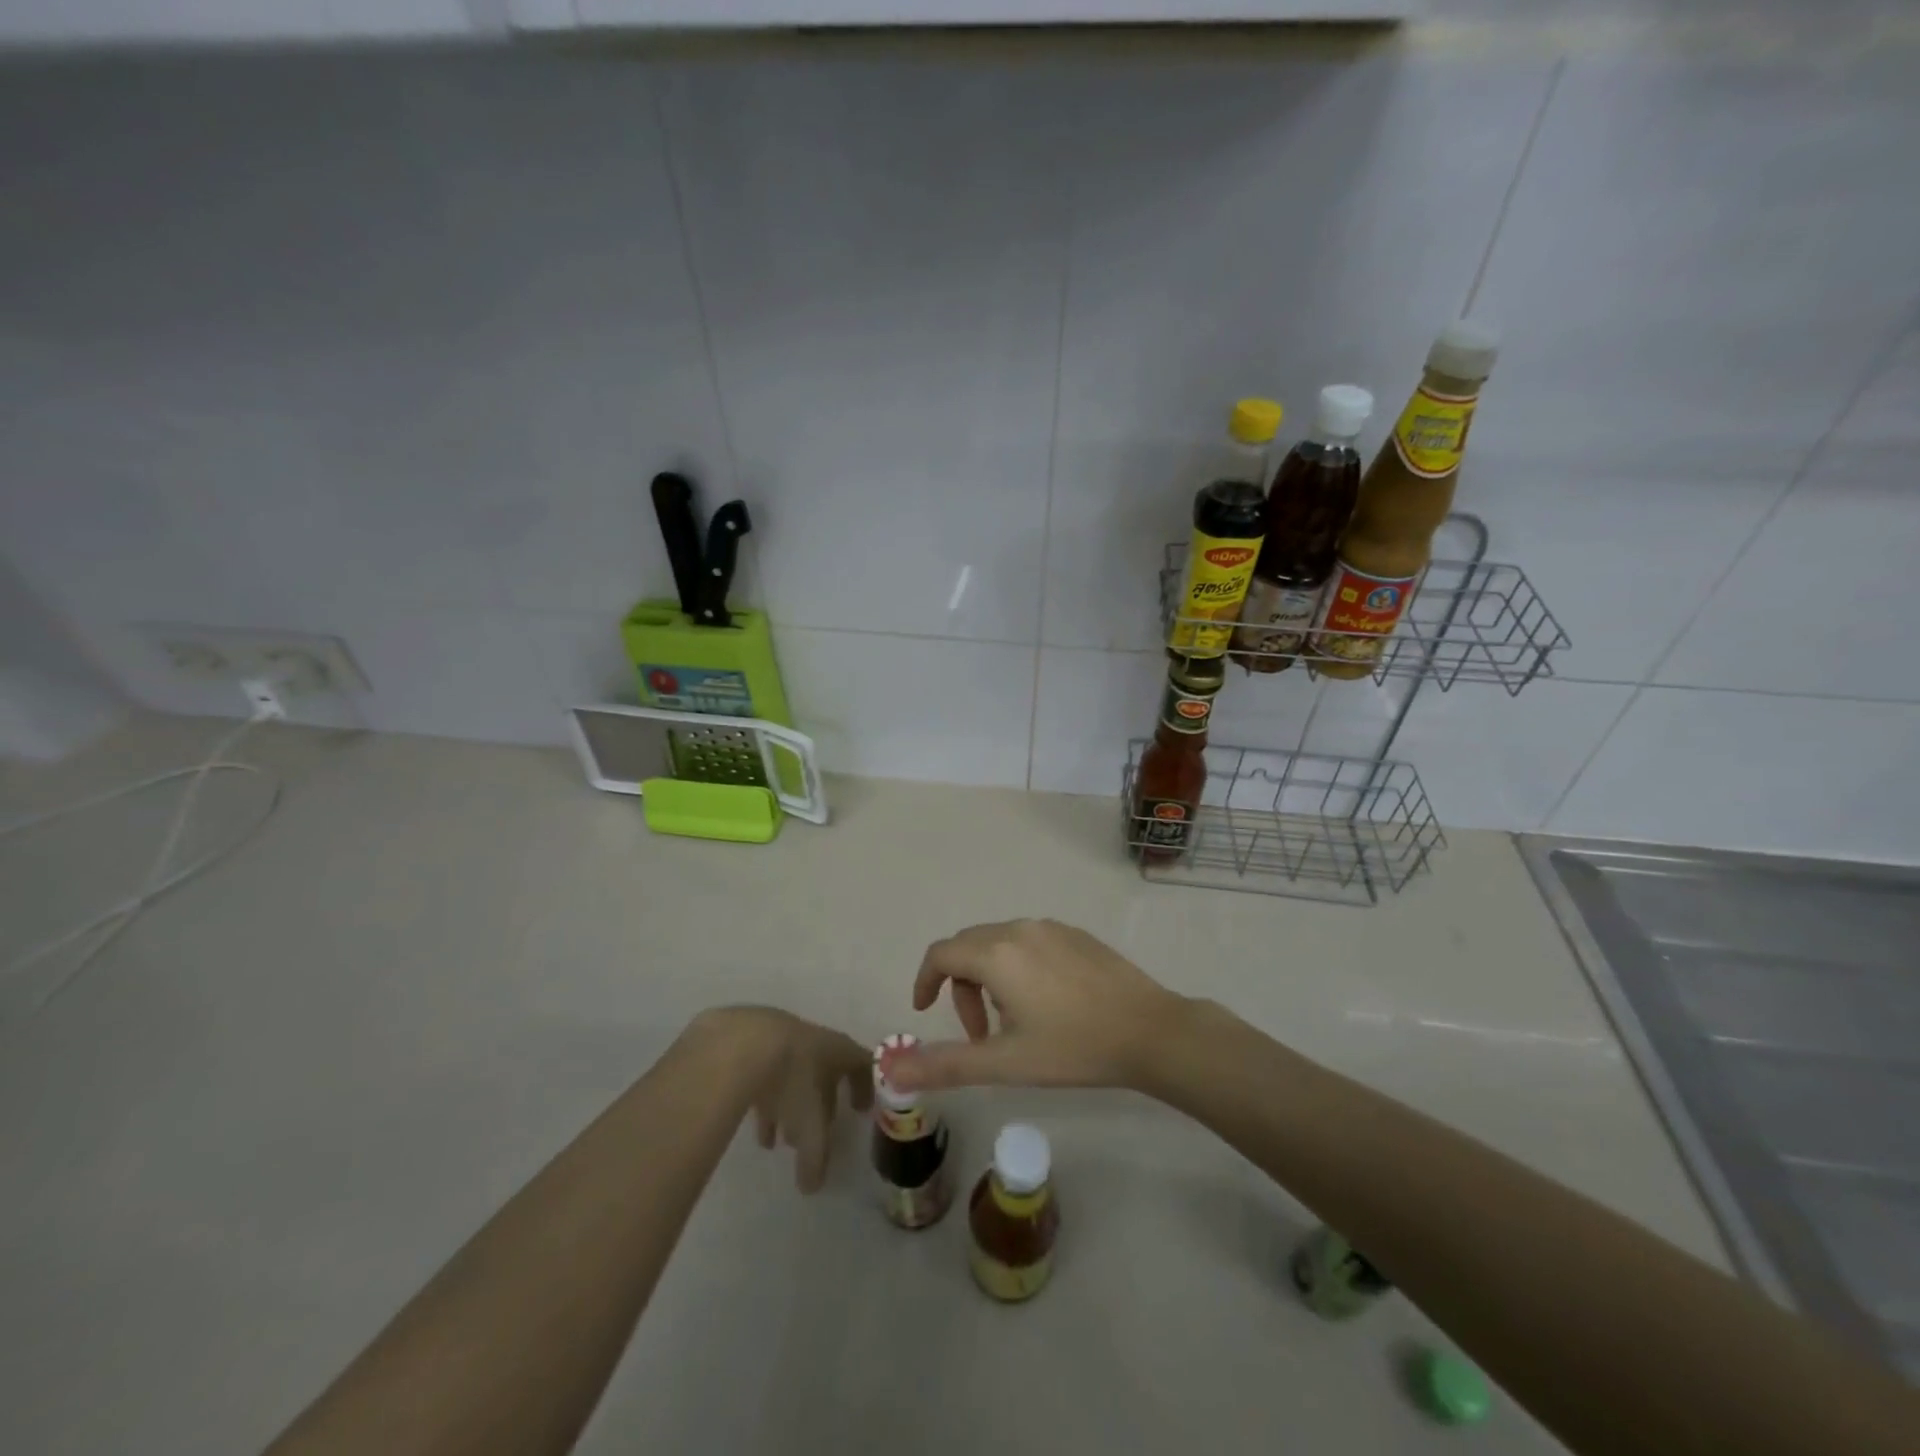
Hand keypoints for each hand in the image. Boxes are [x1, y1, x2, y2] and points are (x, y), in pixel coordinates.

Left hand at [691, 1008, 871, 1191]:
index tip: (860, 1110)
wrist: (740, 1043)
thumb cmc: (790, 1080)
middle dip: (820, 1105)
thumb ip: (815, 1156)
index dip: (865, 1087)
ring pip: (791, 1075)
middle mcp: (812, 1041)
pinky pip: (765, 1073)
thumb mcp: (809, 1125)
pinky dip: (764, 1098)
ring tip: (776, 1141)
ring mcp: (780, 1038)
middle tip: (814, 1135)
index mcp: (836, 1050)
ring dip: (788, 1107)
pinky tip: (752, 1125)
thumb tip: (813, 1186)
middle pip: (824, 1071)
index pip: (861, 1064)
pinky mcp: (751, 1043)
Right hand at [888, 919, 1188, 1093]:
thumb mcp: (1005, 1062)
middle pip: (968, 946)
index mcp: (996, 953)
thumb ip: (945, 1064)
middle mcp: (1019, 929)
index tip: (925, 1012)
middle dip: (960, 986)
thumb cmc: (1073, 1048)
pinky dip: (1017, 966)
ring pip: (999, 942)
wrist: (1150, 1031)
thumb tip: (892, 1067)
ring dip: (989, 978)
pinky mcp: (1076, 934)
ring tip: (1012, 1022)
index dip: (925, 981)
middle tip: (978, 1033)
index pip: (941, 954)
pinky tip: (1046, 1004)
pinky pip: (1029, 941)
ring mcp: (1051, 927)